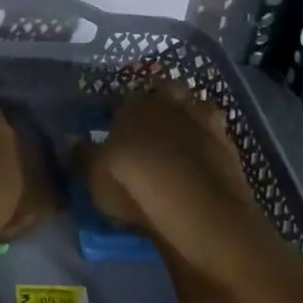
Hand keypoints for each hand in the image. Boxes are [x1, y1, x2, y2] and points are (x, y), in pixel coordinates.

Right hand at [82, 82, 254, 239]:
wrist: (200, 211)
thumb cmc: (136, 185)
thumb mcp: (95, 176)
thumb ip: (83, 155)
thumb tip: (72, 138)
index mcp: (134, 104)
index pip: (123, 97)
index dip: (119, 110)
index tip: (114, 123)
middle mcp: (170, 104)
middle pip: (164, 91)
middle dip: (159, 102)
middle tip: (149, 125)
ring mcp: (205, 122)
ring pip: (194, 108)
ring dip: (187, 117)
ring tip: (178, 140)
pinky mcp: (230, 147)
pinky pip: (214, 136)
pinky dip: (206, 143)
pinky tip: (199, 160)